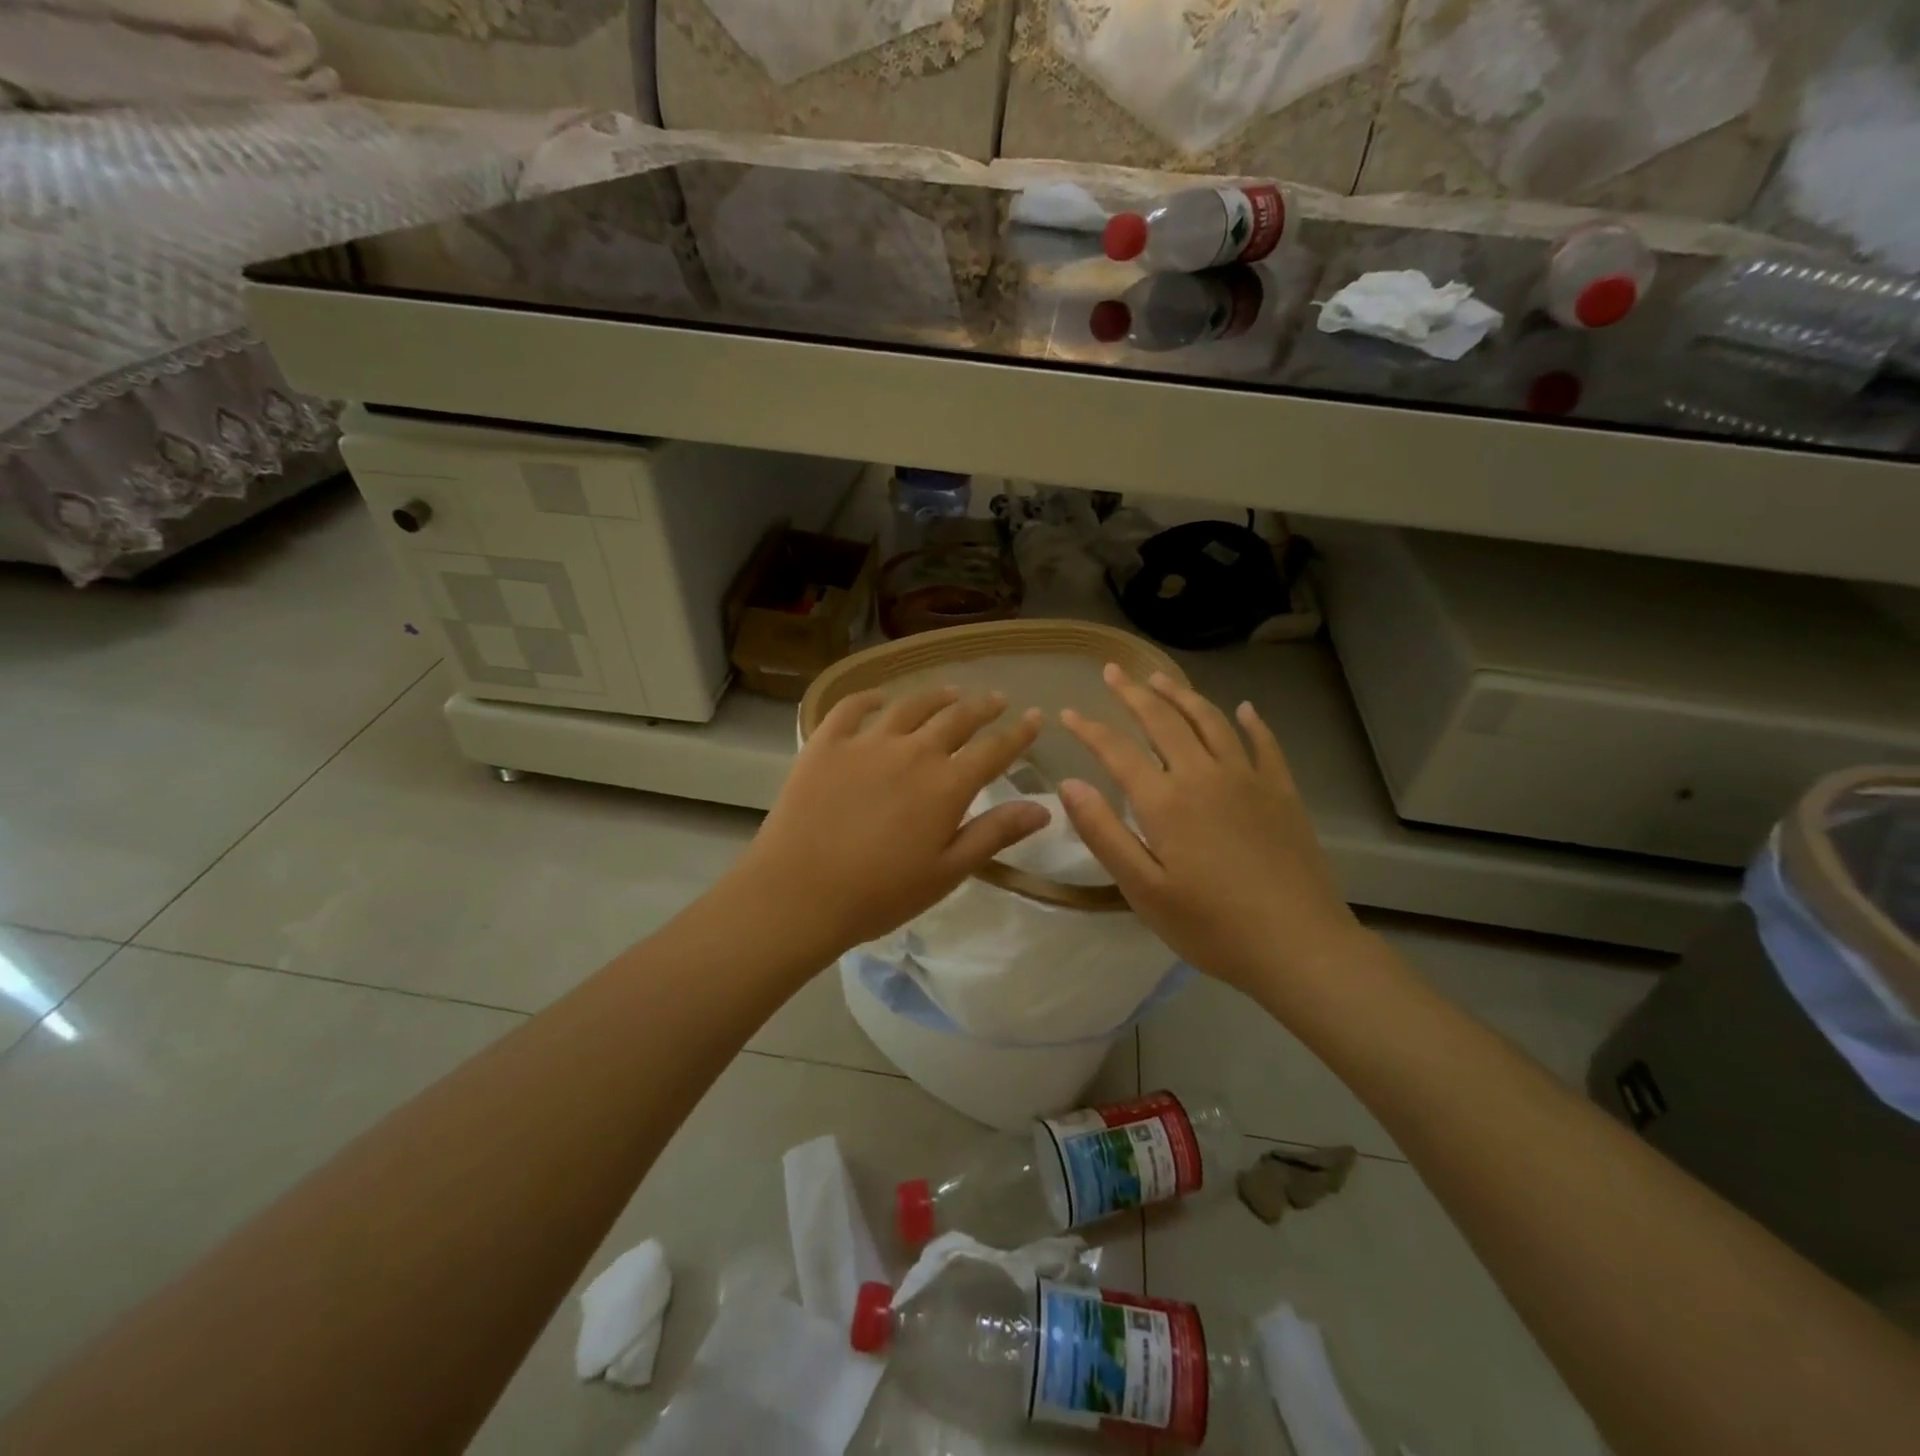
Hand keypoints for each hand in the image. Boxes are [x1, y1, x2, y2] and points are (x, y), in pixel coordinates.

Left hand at [732, 687, 1047, 958]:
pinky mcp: (826, 743)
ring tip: (950, 691)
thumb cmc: (879, 893)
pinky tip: (880, 698)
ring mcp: (867, 742)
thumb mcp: (947, 872)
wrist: (799, 892)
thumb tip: (1043, 809)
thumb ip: (994, 834)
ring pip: (910, 706)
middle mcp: (913, 752)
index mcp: (947, 785)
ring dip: (936, 695)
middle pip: (956, 718)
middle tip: (996, 698)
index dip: (1019, 733)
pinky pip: (852, 708)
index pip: (994, 750)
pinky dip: (870, 698)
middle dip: (982, 707)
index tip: (1035, 718)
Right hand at [1057, 666, 1361, 998]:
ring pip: (1210, 721)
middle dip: (1133, 693)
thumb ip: (1103, 833)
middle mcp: (1204, 775)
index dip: (1089, 729)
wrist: (1298, 945)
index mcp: (1165, 800)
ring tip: (1160, 678)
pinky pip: (1264, 744)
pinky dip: (1251, 722)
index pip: (1117, 750)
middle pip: (1163, 721)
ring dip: (1182, 695)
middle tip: (1114, 671)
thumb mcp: (1142, 889)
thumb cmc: (1211, 925)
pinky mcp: (1282, 792)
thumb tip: (1068, 784)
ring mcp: (1248, 779)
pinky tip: (1244, 709)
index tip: (1067, 713)